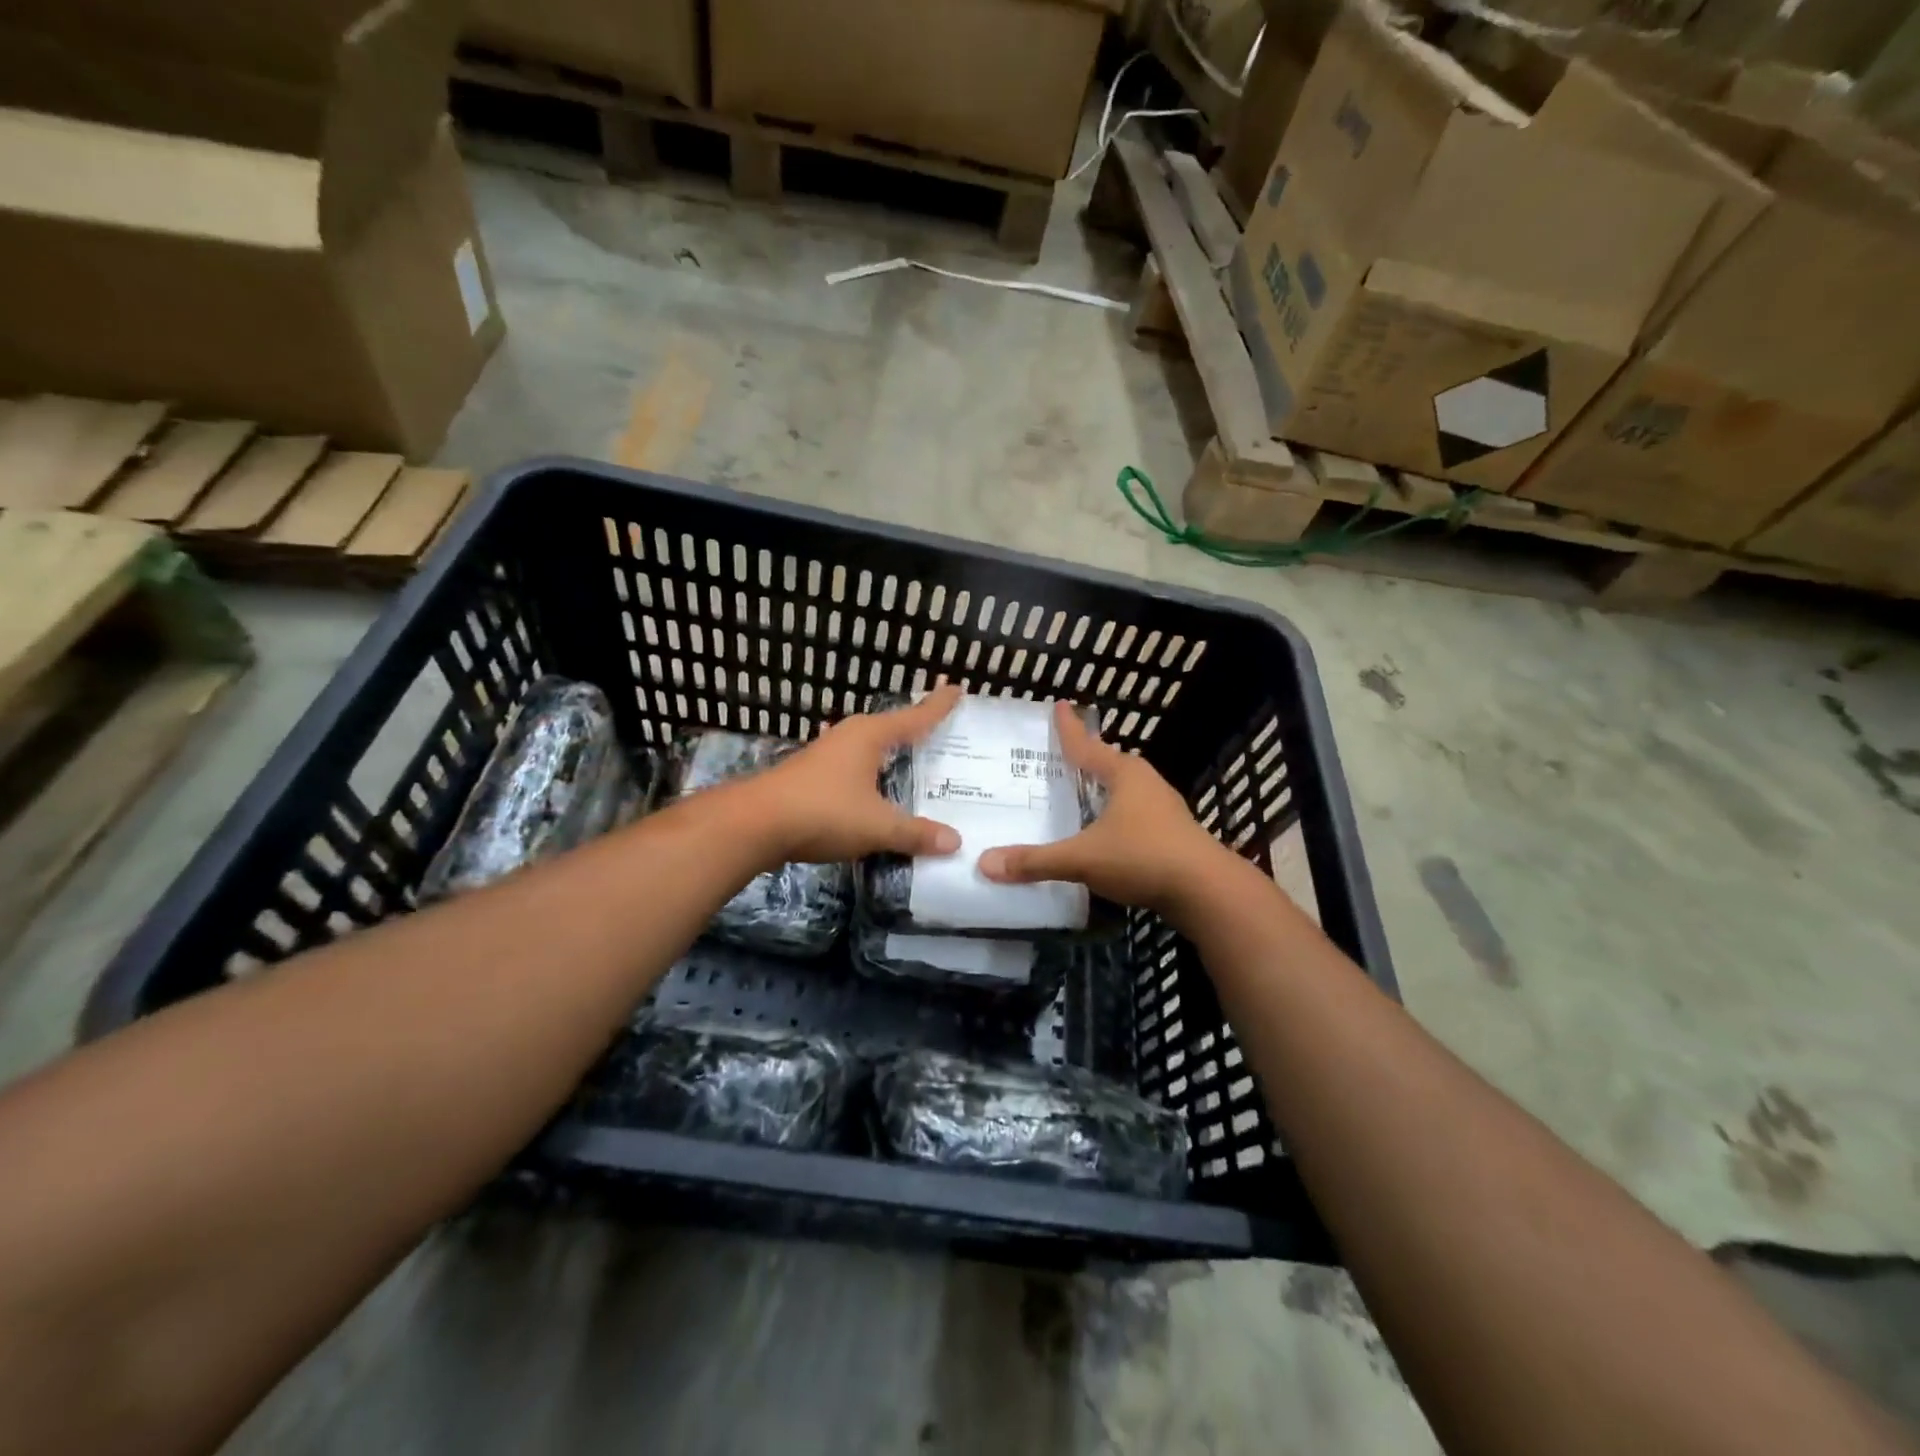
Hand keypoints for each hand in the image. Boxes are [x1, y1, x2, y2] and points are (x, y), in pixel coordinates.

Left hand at [742, 685, 963, 866]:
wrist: (753, 824)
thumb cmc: (823, 812)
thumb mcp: (877, 826)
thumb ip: (915, 833)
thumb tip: (955, 842)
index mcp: (869, 736)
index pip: (914, 717)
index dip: (937, 705)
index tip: (956, 688)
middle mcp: (848, 737)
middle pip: (889, 727)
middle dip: (914, 727)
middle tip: (940, 729)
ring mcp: (825, 755)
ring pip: (867, 748)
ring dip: (888, 752)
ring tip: (911, 759)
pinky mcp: (810, 776)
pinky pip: (852, 768)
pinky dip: (870, 774)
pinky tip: (873, 789)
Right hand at [977, 700, 1225, 915]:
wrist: (1207, 891)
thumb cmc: (1143, 857)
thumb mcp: (1083, 859)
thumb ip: (1036, 862)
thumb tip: (985, 864)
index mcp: (1124, 774)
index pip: (1086, 745)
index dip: (1068, 728)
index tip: (1059, 705)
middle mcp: (1145, 782)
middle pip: (1108, 764)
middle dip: (1085, 760)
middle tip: (1059, 758)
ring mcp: (1163, 807)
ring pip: (1124, 790)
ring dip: (1101, 790)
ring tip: (1078, 794)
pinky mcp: (1173, 833)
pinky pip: (1134, 814)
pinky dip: (1114, 816)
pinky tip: (1104, 832)